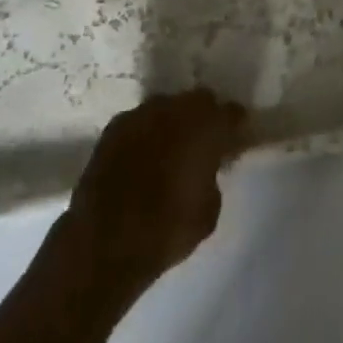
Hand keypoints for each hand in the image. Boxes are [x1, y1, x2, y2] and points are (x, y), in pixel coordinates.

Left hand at [63, 89, 246, 293]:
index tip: (237, 140)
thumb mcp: (209, 211)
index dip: (236, 126)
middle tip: (204, 143)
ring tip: (171, 150)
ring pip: (167, 107)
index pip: (232, 112)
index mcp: (206, 125)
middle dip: (204, 117)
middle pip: (199, 101)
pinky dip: (147, 134)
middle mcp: (175, 109)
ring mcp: (142, 113)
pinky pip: (141, 122)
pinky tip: (143, 158)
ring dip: (173, 123)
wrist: (105, 241)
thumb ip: (213, 177)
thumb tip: (207, 168)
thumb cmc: (167, 229)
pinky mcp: (114, 127)